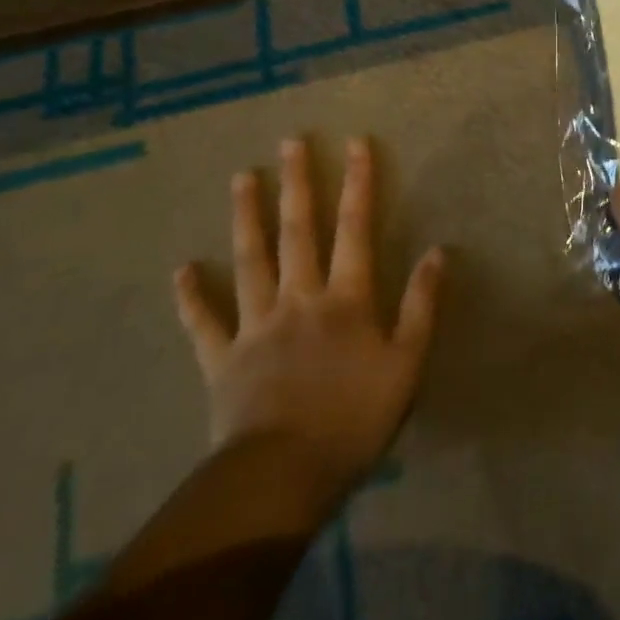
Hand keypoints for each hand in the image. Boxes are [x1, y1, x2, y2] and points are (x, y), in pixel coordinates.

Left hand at [172, 136, 442, 493]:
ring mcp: (256, 326)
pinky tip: (182, 268)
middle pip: (299, 231)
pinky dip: (192, 295)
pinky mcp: (222, 360)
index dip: (358, 183)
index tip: (355, 143)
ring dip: (247, 217)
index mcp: (346, 299)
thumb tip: (437, 251)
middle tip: (290, 142)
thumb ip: (422, 305)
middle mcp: (299, 298)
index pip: (355, 228)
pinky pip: (204, 322)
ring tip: (241, 178)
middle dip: (298, 183)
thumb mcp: (407, 363)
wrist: (283, 477)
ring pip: (250, 260)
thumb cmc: (354, 419)